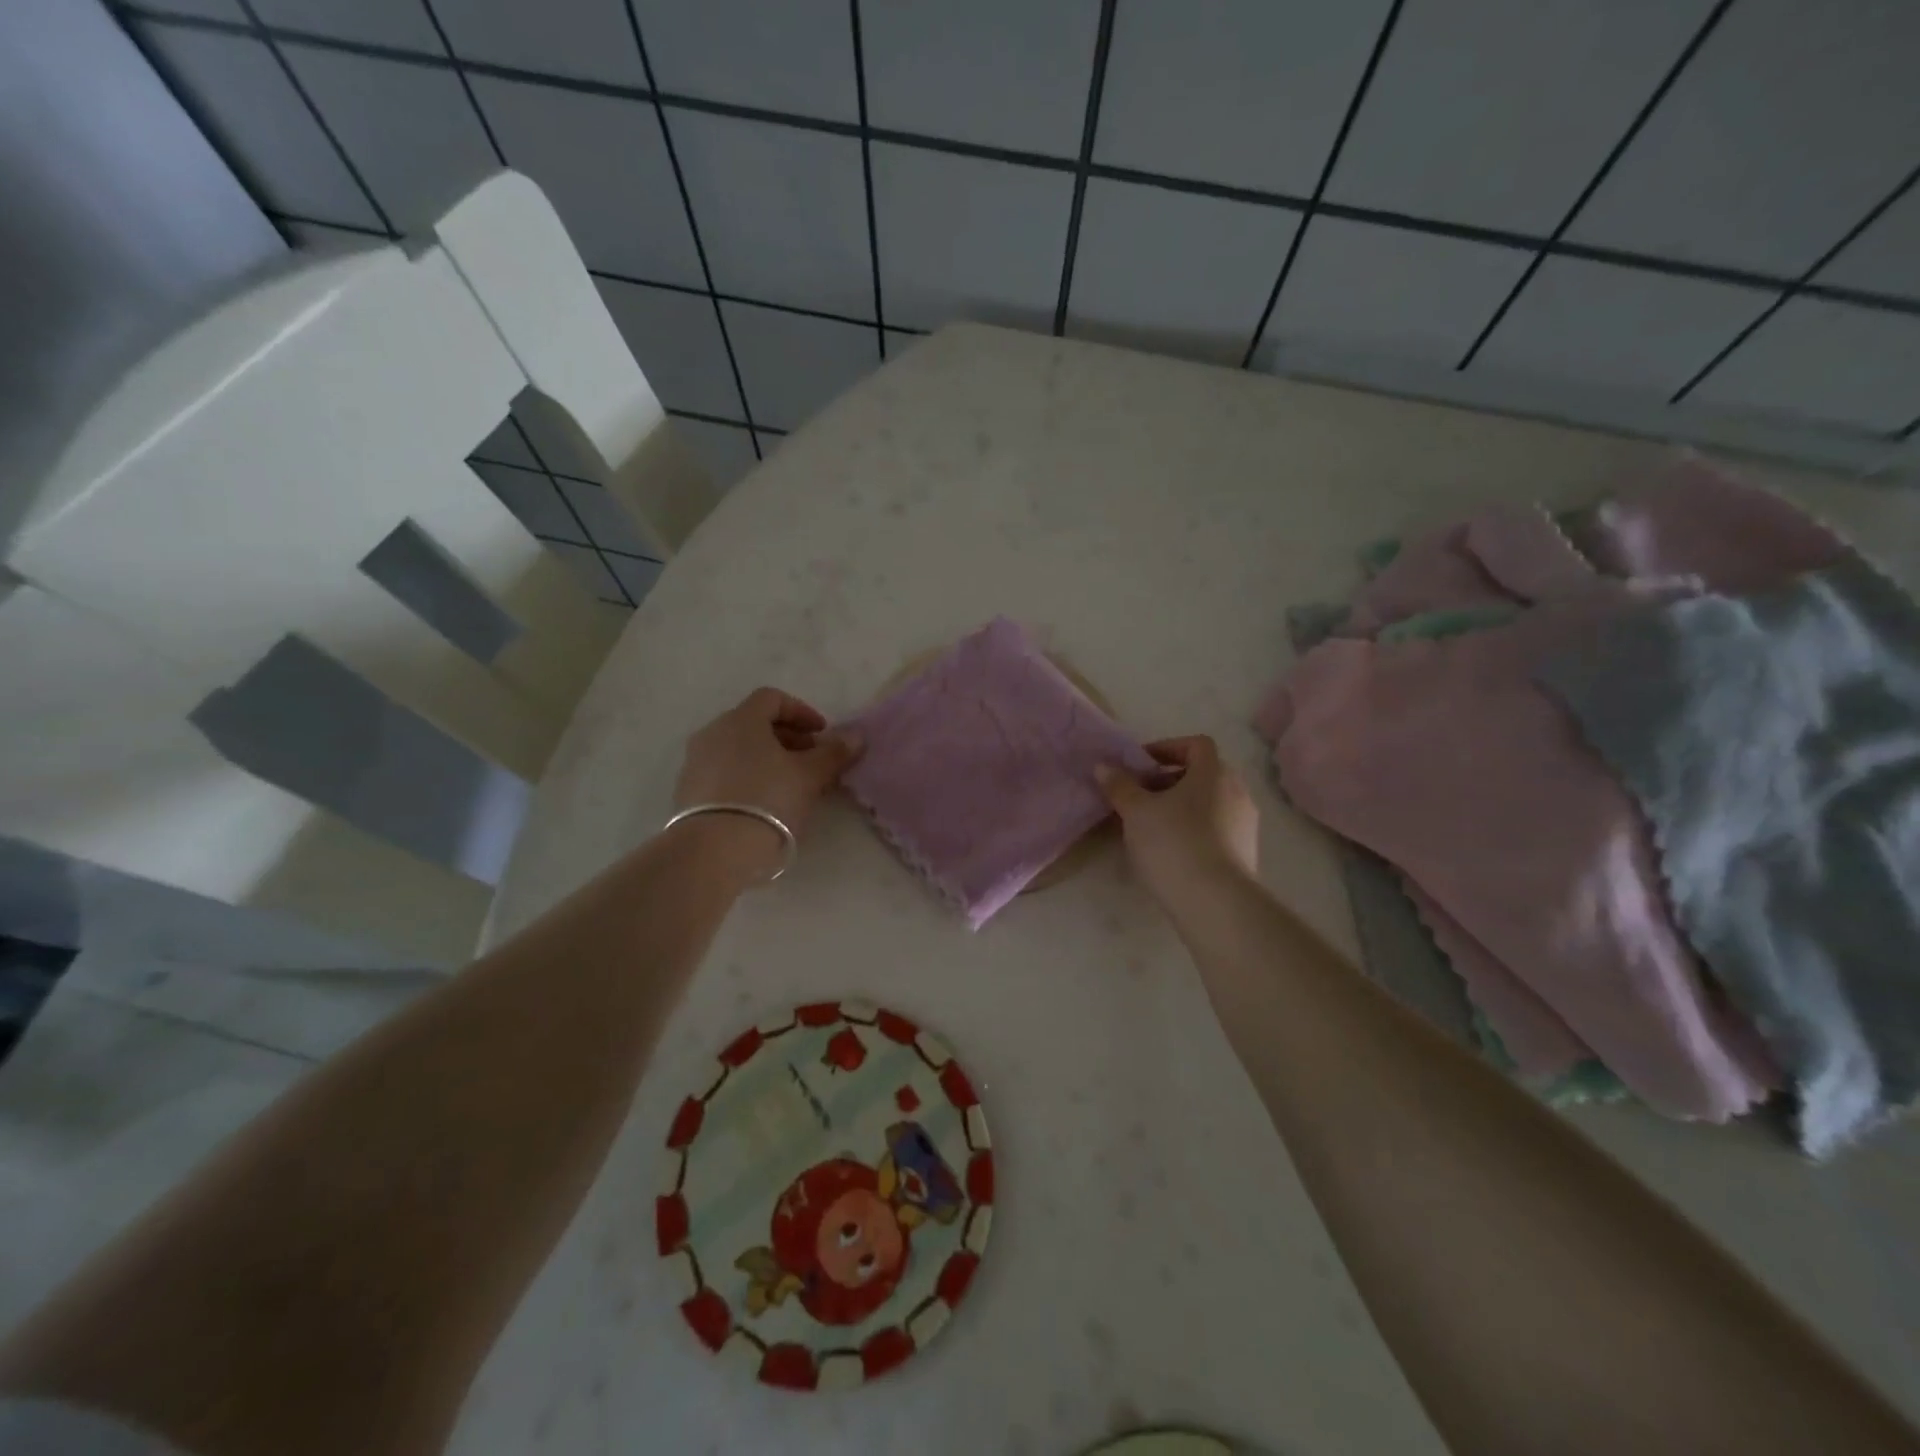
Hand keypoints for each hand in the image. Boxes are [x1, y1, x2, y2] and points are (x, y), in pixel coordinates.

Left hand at [672, 689, 862, 874]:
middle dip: (788, 738)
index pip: (772, 698)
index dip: (802, 712)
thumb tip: (856, 736)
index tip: (822, 734)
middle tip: (812, 761)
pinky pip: (725, 772)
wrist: (714, 850)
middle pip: (754, 724)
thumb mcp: (809, 776)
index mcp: (741, 720)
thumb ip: (833, 753)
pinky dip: (748, 777)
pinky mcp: (688, 792)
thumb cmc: (768, 800)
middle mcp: (713, 733)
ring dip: (768, 759)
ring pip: (739, 750)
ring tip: (792, 785)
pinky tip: (765, 803)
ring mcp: (695, 763)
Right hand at [1095, 736, 1258, 907]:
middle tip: (1139, 797)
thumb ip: (1120, 786)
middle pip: (1202, 775)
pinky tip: (1170, 852)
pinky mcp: (1245, 854)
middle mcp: (1237, 792)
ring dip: (1180, 808)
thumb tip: (1104, 766)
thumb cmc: (1174, 843)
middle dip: (1169, 781)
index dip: (1167, 748)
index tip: (1140, 765)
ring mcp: (1245, 825)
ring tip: (1150, 827)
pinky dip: (1193, 831)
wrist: (1215, 902)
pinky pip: (1215, 830)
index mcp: (1214, 773)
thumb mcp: (1136, 812)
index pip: (1196, 745)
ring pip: (1208, 804)